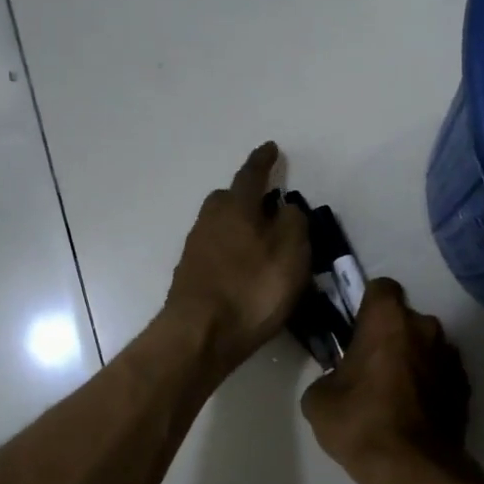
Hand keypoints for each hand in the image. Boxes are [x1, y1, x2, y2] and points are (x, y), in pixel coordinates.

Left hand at [164, 143, 311, 374]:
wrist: (200, 334)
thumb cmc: (252, 289)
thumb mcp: (291, 252)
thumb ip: (293, 223)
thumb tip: (285, 208)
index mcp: (237, 208)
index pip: (251, 175)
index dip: (263, 161)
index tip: (270, 148)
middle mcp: (210, 221)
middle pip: (227, 199)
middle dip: (245, 197)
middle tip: (267, 205)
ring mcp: (195, 249)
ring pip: (219, 226)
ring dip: (238, 227)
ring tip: (261, 244)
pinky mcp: (190, 276)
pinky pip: (215, 252)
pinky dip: (230, 253)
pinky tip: (244, 271)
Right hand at [301, 278, 472, 483]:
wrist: (412, 470)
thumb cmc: (360, 422)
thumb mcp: (318, 399)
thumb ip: (327, 375)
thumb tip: (337, 381)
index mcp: (388, 320)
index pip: (381, 288)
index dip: (367, 305)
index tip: (356, 328)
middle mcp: (426, 327)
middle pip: (405, 319)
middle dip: (390, 336)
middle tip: (369, 367)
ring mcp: (450, 357)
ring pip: (426, 347)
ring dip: (412, 360)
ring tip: (394, 395)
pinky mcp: (465, 387)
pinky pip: (442, 374)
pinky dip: (430, 385)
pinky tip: (414, 413)